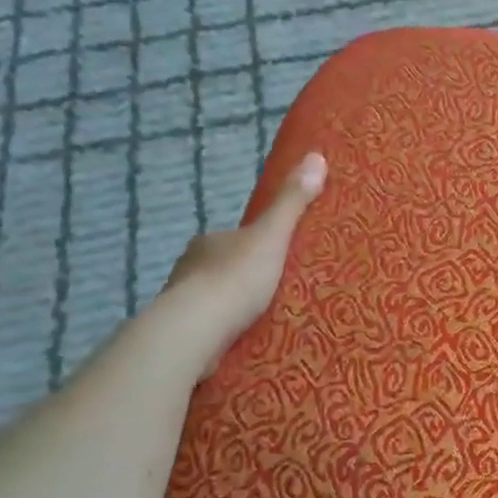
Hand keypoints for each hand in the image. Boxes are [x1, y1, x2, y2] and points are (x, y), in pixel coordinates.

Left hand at [161, 152, 326, 377]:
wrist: (194, 331)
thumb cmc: (234, 278)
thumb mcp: (272, 235)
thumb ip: (292, 202)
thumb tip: (317, 156)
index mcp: (208, 241)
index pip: (234, 238)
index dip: (254, 246)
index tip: (274, 258)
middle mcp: (189, 267)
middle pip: (222, 268)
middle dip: (243, 278)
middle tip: (274, 292)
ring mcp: (181, 303)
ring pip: (213, 300)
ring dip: (231, 308)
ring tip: (262, 320)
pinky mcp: (181, 336)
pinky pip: (207, 329)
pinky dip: (222, 332)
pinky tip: (240, 341)